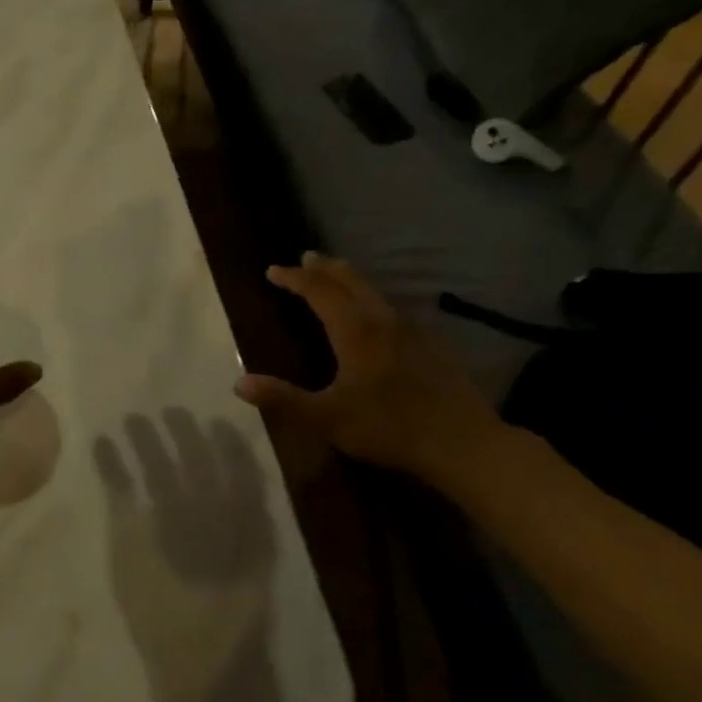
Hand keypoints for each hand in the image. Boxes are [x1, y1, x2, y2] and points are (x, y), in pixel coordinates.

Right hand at [234, 252, 508, 493]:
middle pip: (350, 281)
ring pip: (374, 292)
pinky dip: (372, 300)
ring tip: (336, 277)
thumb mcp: (327, 418)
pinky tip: (377, 317)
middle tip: (306, 258)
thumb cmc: (389, 428)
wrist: (463, 443)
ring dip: (349, 280)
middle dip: (324, 268)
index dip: (294, 279)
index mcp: (355, 331)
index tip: (273, 271)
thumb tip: (239, 383)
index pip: (319, 291)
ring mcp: (412, 330)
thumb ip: (283, 399)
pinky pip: (392, 309)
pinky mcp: (432, 345)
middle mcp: (383, 320)